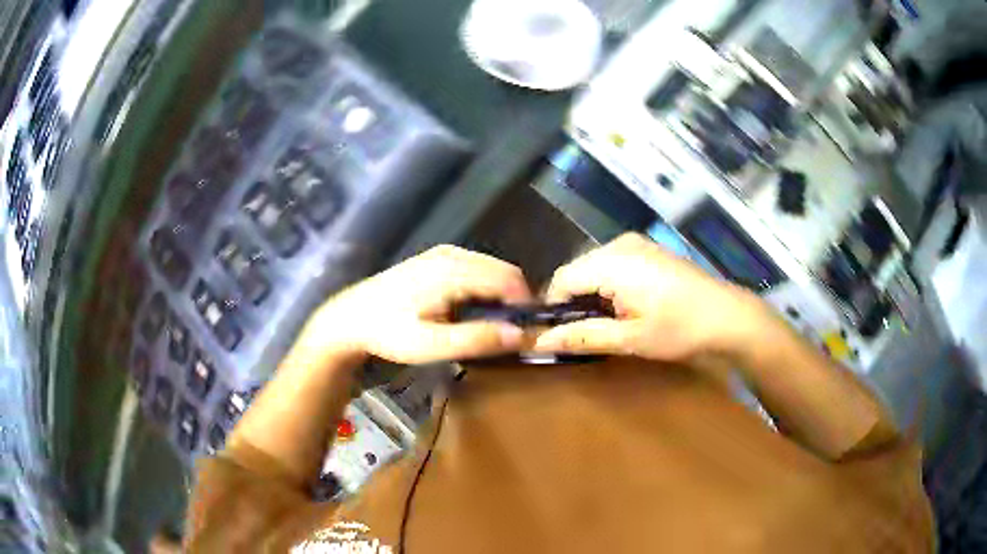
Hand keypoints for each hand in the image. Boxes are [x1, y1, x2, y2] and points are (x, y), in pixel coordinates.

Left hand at [310, 245, 531, 363]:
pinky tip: (473, 309)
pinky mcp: (436, 259)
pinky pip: (475, 268)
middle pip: (503, 271)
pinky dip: (484, 287)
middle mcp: (453, 254)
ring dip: (500, 294)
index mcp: (454, 270)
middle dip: (515, 299)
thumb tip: (520, 335)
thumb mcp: (432, 344)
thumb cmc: (389, 333)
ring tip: (493, 325)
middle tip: (510, 332)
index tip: (525, 332)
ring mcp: (443, 253)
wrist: (350, 319)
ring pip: (490, 269)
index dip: (525, 305)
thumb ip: (477, 339)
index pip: (510, 279)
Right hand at [533, 233, 758, 361]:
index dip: (554, 309)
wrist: (727, 316)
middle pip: (577, 271)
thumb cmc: (680, 329)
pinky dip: (609, 286)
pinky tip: (626, 307)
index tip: (562, 336)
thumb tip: (540, 342)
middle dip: (574, 302)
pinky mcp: (648, 250)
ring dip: (592, 295)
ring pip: (594, 267)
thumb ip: (583, 337)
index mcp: (613, 262)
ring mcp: (636, 244)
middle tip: (587, 334)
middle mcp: (620, 244)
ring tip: (609, 324)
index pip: (561, 279)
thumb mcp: (630, 339)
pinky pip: (613, 264)